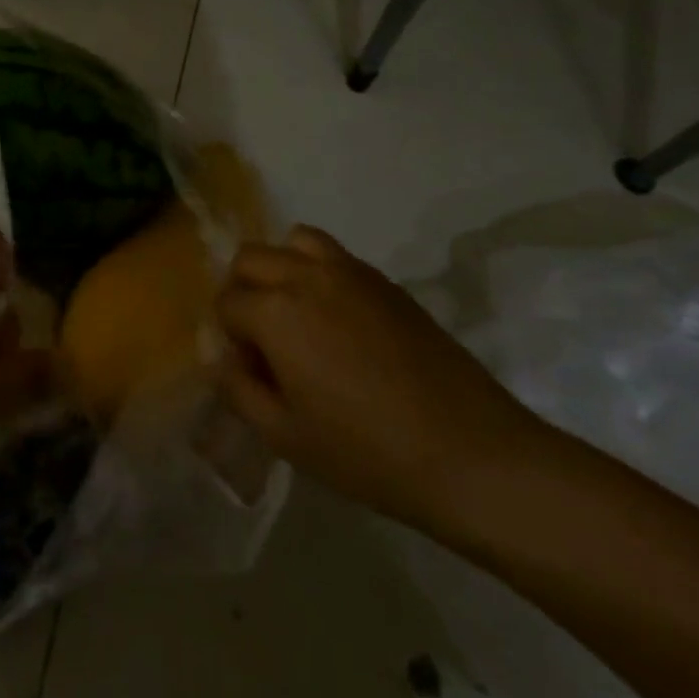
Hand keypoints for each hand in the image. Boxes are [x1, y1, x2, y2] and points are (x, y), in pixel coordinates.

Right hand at [209, 226, 549, 532]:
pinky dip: (320, 273)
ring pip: (295, 242)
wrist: (473, 455)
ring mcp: (352, 273)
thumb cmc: (367, 453)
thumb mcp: (284, 436)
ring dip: (282, 269)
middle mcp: (307, 276)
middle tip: (263, 339)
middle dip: (243, 291)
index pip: (226, 302)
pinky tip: (341, 324)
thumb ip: (238, 389)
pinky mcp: (387, 283)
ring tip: (298, 315)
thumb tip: (225, 360)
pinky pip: (336, 257)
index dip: (230, 337)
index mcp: (276, 311)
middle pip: (251, 258)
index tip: (252, 371)